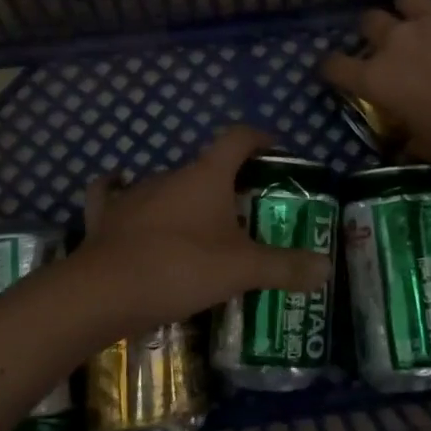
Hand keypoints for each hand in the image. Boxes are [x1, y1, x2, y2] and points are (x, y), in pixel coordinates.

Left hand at [72, 126, 330, 334]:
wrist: (103, 292)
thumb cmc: (180, 268)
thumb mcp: (241, 270)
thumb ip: (285, 267)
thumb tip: (326, 268)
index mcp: (206, 175)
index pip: (237, 138)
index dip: (259, 138)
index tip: (274, 151)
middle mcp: (169, 175)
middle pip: (204, 166)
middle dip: (226, 183)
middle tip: (244, 212)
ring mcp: (132, 194)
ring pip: (166, 185)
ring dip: (184, 199)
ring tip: (199, 229)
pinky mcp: (104, 216)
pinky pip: (112, 195)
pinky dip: (120, 194)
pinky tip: (123, 199)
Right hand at [321, 0, 430, 170]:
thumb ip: (412, 139)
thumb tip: (407, 144)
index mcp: (378, 79)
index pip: (335, 66)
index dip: (332, 67)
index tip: (337, 71)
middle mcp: (396, 40)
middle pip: (370, 20)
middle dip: (377, 30)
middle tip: (394, 42)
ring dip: (413, 5)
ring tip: (427, 14)